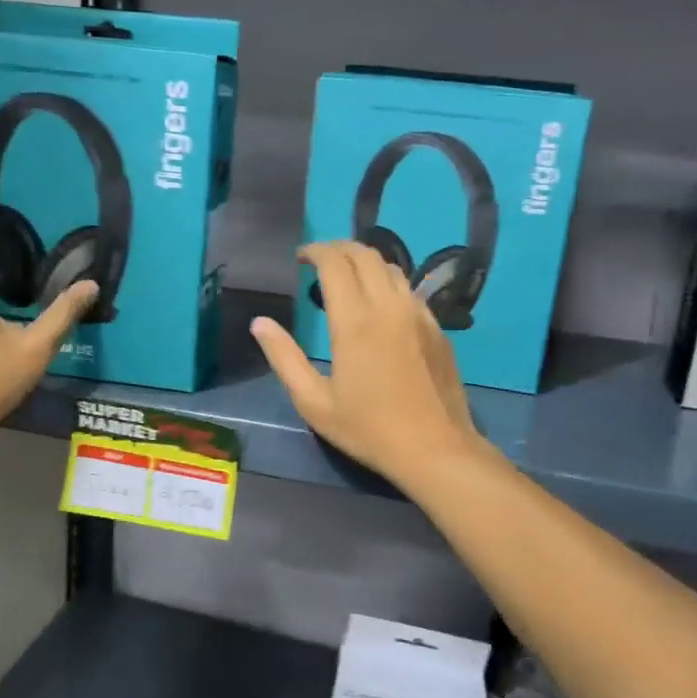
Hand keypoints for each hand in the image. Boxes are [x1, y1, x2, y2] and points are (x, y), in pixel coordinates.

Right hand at [251, 241, 488, 490]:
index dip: (314, 251)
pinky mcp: (436, 328)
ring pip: (391, 267)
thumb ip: (284, 358)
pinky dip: (387, 283)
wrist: (435, 449)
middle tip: (319, 261)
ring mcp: (418, 314)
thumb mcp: (314, 402)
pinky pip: (409, 290)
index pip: (335, 262)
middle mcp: (389, 306)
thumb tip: (260, 323)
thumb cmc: (369, 429)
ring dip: (365, 262)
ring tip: (346, 279)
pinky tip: (379, 307)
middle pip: (365, 254)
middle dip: (338, 249)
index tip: (299, 258)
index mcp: (355, 321)